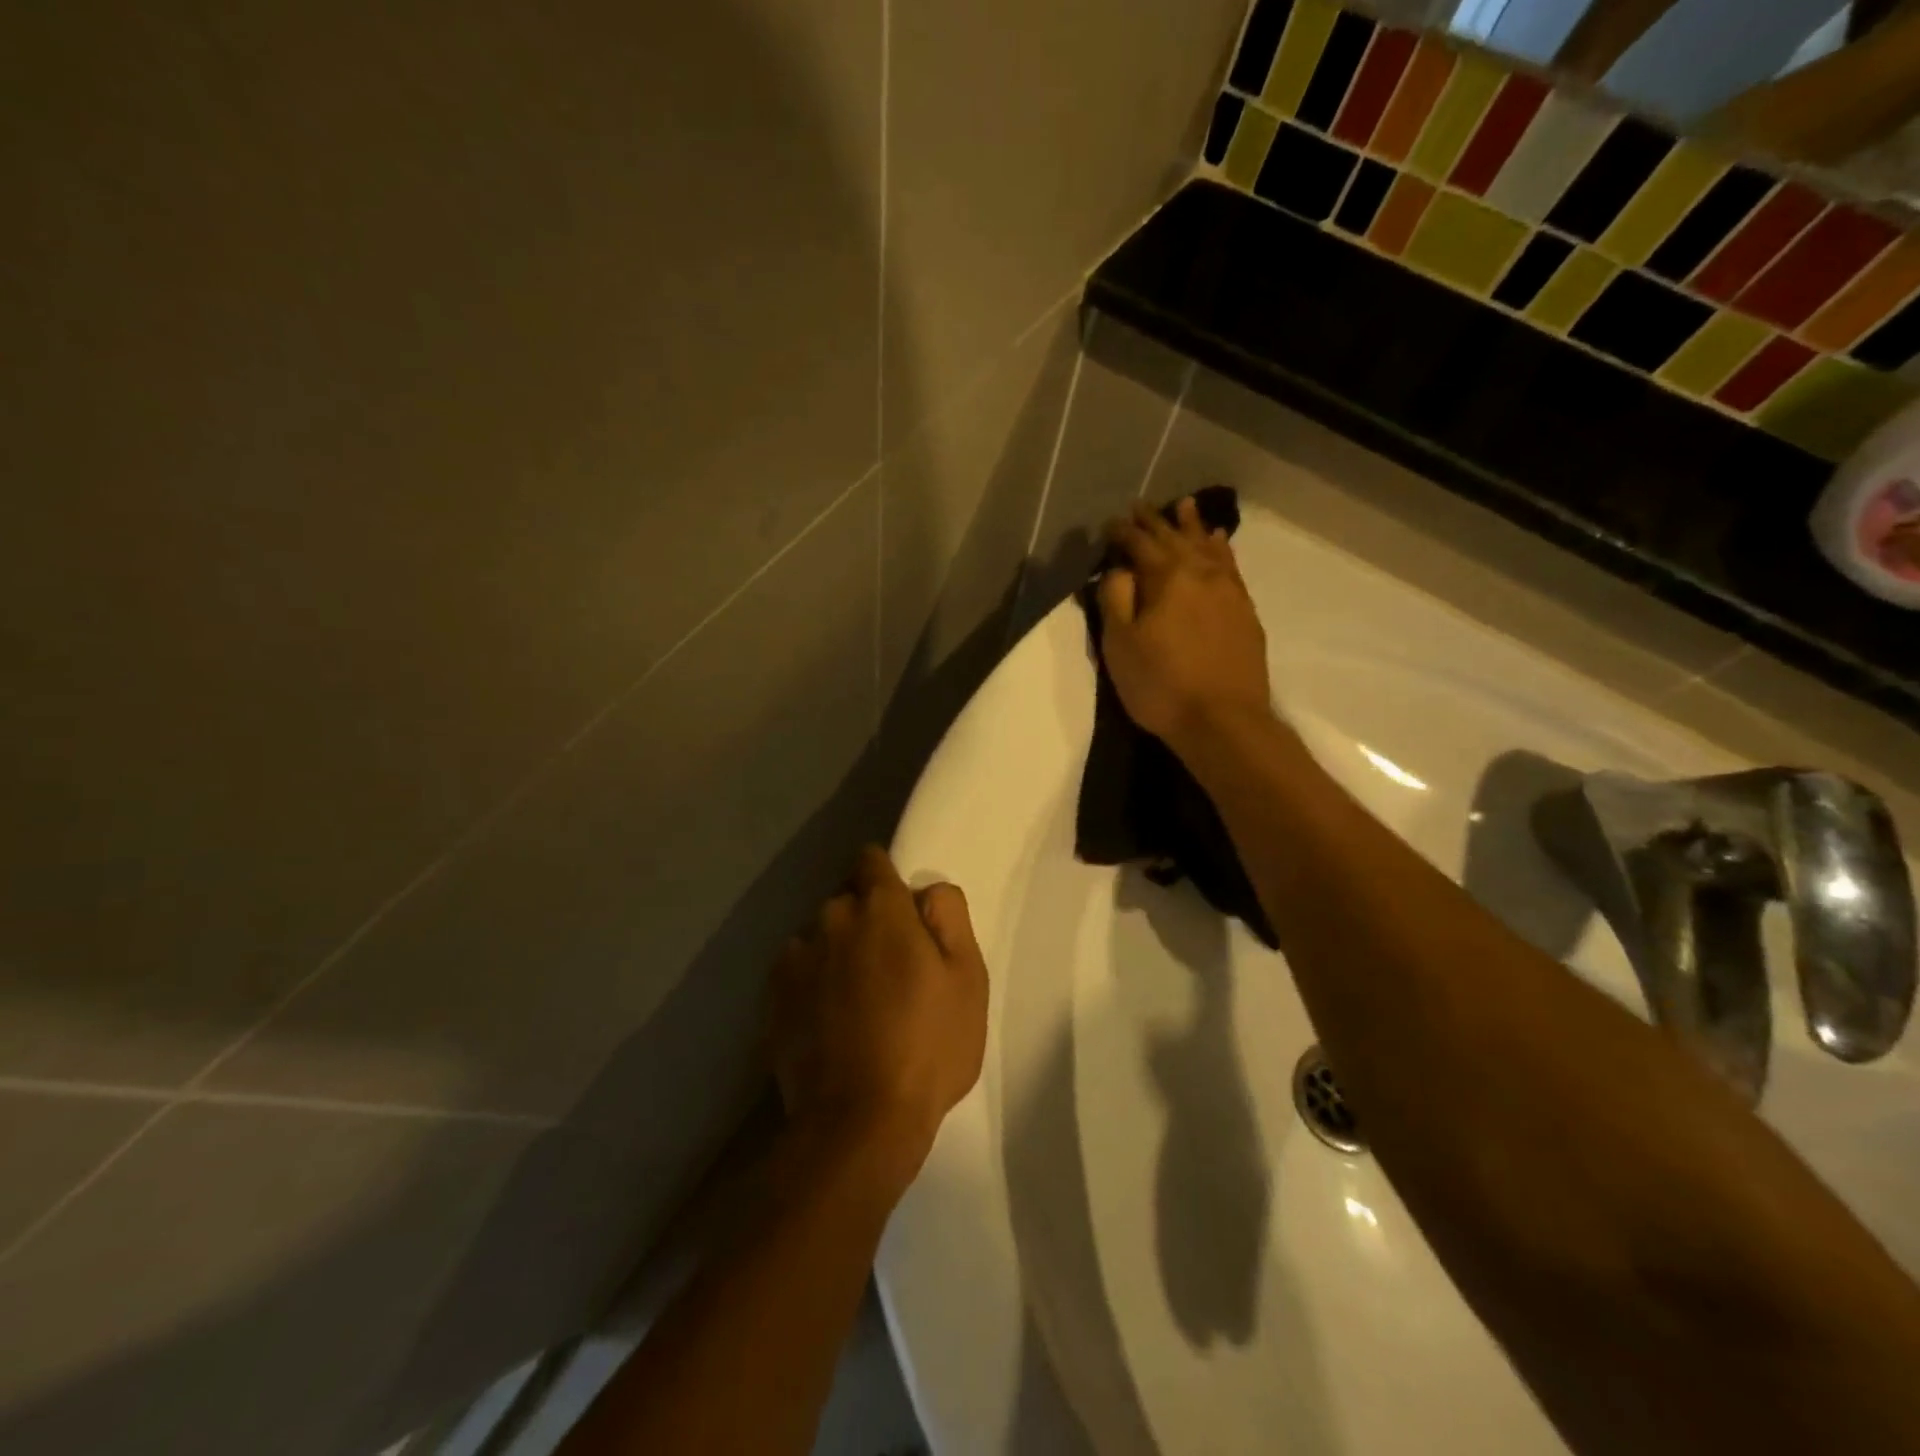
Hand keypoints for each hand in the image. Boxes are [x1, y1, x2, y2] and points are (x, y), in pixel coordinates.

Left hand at [769, 847, 988, 1195]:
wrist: (858, 1122)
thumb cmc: (926, 1045)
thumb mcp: (967, 978)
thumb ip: (949, 917)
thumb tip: (927, 890)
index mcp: (880, 907)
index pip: (871, 860)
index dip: (886, 878)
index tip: (901, 912)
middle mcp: (831, 917)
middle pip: (846, 899)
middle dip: (865, 919)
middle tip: (889, 966)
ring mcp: (796, 957)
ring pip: (820, 935)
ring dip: (837, 950)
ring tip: (856, 1000)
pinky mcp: (772, 995)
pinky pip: (797, 969)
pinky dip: (811, 981)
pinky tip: (829, 1020)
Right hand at [1099, 497, 1273, 747]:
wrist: (1222, 721)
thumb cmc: (1160, 684)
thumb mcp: (1119, 644)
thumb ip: (1115, 598)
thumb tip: (1118, 568)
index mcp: (1166, 577)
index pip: (1140, 543)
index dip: (1123, 532)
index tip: (1109, 523)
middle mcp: (1201, 573)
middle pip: (1175, 538)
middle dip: (1156, 521)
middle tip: (1140, 506)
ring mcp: (1228, 591)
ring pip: (1208, 546)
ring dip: (1193, 525)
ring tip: (1185, 506)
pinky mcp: (1245, 611)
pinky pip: (1230, 566)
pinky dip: (1221, 549)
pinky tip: (1220, 543)